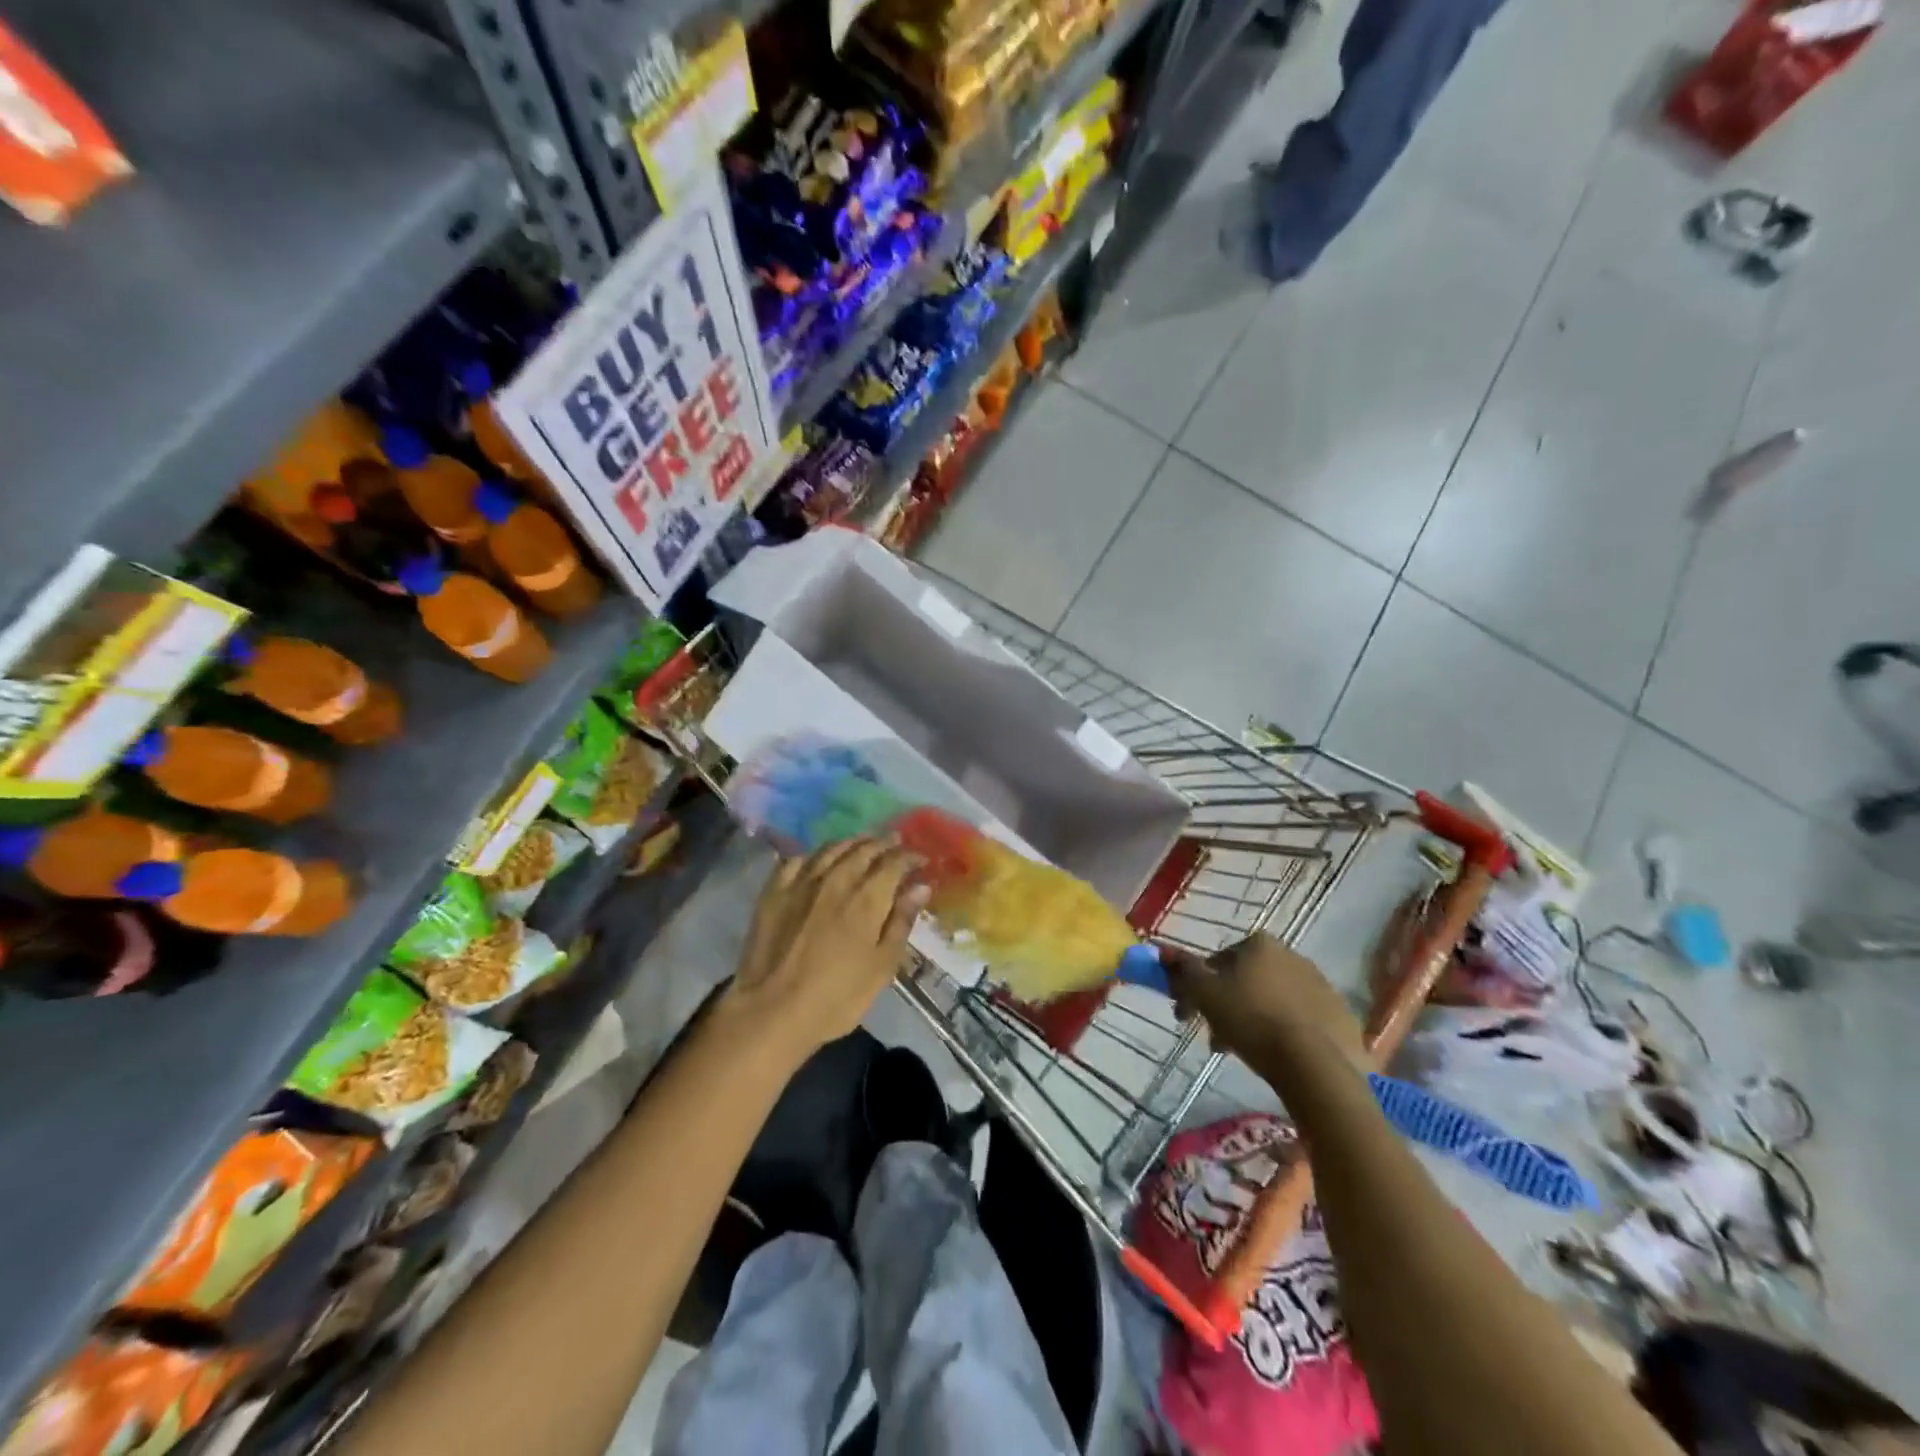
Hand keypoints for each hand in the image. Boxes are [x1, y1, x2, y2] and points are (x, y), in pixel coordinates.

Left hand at [721, 837, 927, 1064]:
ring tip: (862, 843)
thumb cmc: (837, 996)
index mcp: (868, 897)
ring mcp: (801, 881)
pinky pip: (796, 860)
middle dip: (883, 843)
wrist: (771, 1010)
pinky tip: (817, 860)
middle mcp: (837, 878)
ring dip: (852, 842)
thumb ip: (901, 921)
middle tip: (894, 843)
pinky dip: (813, 856)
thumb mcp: (882, 966)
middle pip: (864, 849)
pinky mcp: (774, 891)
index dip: (910, 857)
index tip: (920, 860)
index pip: (894, 862)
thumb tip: (920, 886)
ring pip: (831, 848)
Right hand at [1160, 934, 1365, 1066]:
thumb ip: (1183, 970)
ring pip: (1271, 1000)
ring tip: (1242, 1052)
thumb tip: (1164, 952)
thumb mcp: (1205, 993)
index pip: (1218, 962)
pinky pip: (1300, 1019)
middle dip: (1225, 1008)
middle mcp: (1292, 955)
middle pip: (1245, 981)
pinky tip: (1276, 1056)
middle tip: (1215, 1041)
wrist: (1315, 1064)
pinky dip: (1283, 1032)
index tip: (1190, 1016)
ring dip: (1251, 1020)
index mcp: (1259, 944)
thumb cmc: (1251, 1020)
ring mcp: (1320, 984)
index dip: (1198, 988)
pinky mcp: (1340, 1014)